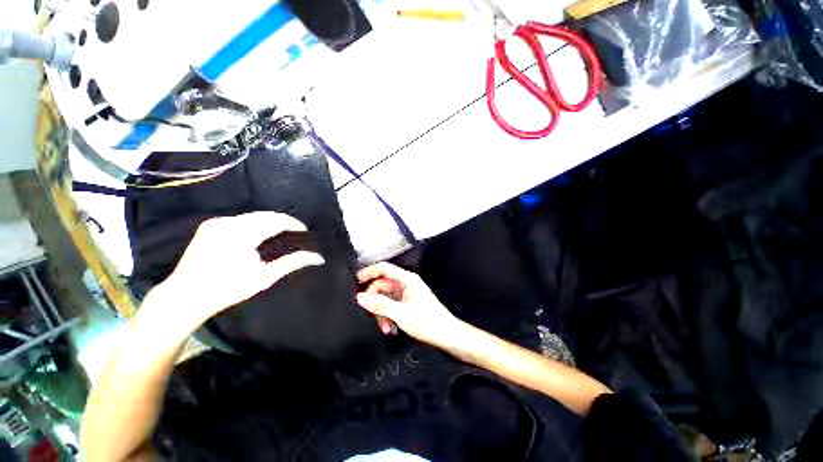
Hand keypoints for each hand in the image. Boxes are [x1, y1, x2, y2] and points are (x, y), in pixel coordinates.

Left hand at [147, 212, 324, 329]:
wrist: (185, 296)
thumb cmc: (227, 289)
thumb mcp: (264, 277)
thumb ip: (292, 263)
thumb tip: (318, 257)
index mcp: (242, 234)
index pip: (276, 220)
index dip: (293, 224)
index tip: (305, 232)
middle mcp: (228, 222)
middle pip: (265, 215)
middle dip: (283, 222)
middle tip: (295, 234)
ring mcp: (217, 222)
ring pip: (253, 216)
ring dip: (269, 222)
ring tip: (280, 234)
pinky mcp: (210, 225)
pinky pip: (240, 219)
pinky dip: (254, 224)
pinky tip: (258, 235)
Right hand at [356, 262, 460, 348]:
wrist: (446, 335)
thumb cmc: (427, 322)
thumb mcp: (400, 314)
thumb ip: (380, 304)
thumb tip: (361, 297)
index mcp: (407, 279)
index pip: (384, 268)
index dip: (369, 272)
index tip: (356, 280)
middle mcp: (407, 283)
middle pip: (383, 285)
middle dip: (375, 301)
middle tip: (369, 314)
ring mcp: (407, 294)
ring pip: (386, 298)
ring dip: (382, 312)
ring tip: (385, 328)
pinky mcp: (408, 303)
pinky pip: (392, 305)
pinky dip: (388, 316)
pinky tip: (391, 328)